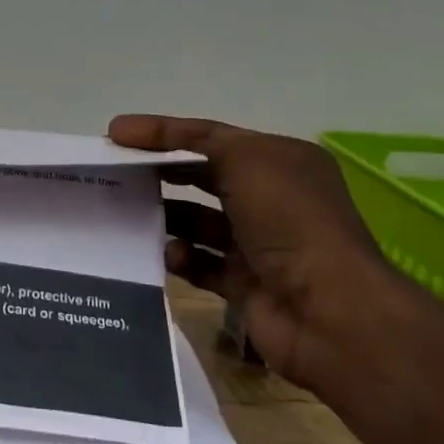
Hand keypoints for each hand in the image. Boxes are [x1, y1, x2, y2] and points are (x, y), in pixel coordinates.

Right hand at [107, 114, 407, 392]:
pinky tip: (163, 255)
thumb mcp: (247, 159)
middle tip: (114, 174)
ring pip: (197, 222)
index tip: (113, 134)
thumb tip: (143, 137)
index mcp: (279, 161)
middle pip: (202, 177)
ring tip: (127, 215)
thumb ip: (196, 140)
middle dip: (160, 173)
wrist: (329, 312)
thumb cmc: (289, 221)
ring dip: (165, 217)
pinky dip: (179, 258)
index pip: (210, 136)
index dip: (161, 131)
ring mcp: (258, 245)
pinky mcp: (245, 285)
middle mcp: (271, 199)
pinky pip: (200, 264)